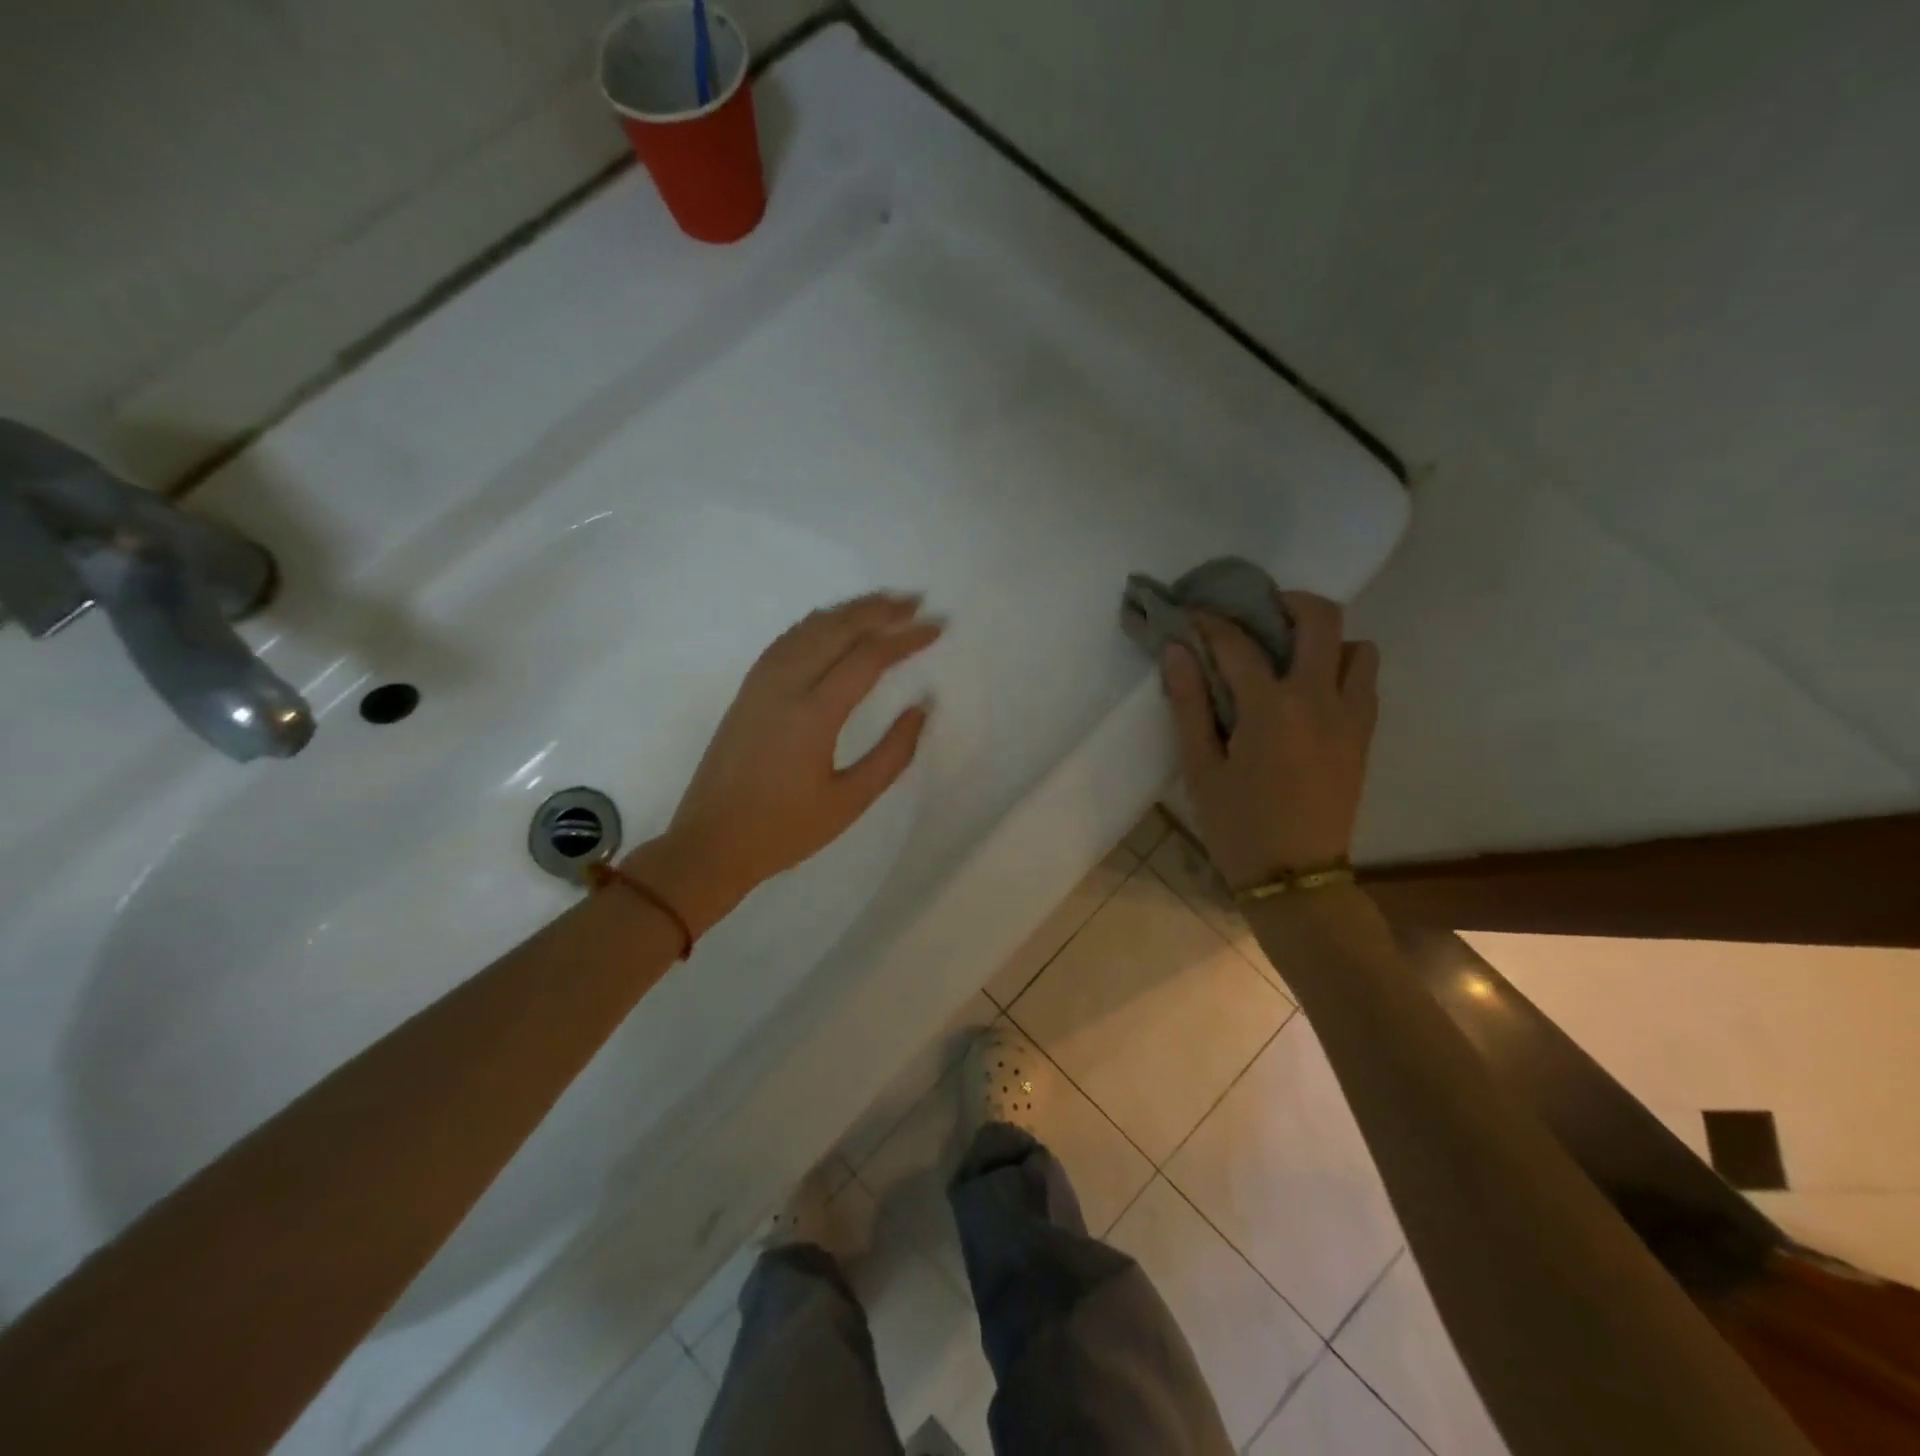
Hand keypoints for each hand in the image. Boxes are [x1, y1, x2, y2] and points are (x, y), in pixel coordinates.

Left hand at [633, 592, 941, 934]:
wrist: (711, 843)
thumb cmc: (785, 830)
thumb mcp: (850, 801)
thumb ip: (892, 753)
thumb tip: (921, 707)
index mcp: (813, 715)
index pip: (868, 658)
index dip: (906, 638)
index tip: (937, 627)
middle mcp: (784, 686)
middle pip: (837, 629)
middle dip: (880, 610)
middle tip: (916, 601)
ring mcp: (760, 684)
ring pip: (809, 628)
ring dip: (848, 610)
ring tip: (884, 603)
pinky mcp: (747, 690)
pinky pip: (786, 640)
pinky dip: (816, 623)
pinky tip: (832, 622)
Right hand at [1162, 593, 1378, 889]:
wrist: (1295, 878)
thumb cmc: (1237, 826)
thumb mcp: (1200, 768)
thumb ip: (1189, 704)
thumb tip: (1176, 650)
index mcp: (1271, 708)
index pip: (1238, 643)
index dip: (1210, 621)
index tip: (1190, 614)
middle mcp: (1320, 699)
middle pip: (1321, 618)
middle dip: (1287, 602)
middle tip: (1257, 614)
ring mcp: (1351, 716)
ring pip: (1358, 647)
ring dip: (1325, 640)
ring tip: (1290, 658)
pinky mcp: (1364, 736)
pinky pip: (1365, 682)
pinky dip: (1342, 670)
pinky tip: (1309, 693)